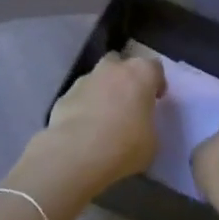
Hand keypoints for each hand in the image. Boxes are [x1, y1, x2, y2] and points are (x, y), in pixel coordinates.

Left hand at [12, 51, 165, 208]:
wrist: (77, 154)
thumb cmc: (126, 145)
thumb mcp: (152, 141)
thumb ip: (147, 124)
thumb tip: (139, 125)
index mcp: (140, 73)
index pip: (153, 68)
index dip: (155, 83)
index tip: (155, 100)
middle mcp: (112, 69)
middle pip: (120, 65)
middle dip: (124, 80)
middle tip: (128, 103)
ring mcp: (84, 80)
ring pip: (97, 80)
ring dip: (101, 93)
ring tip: (103, 121)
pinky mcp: (63, 97)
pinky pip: (78, 99)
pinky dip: (82, 109)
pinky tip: (83, 131)